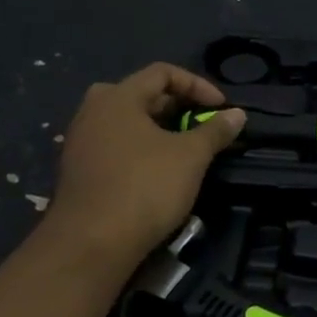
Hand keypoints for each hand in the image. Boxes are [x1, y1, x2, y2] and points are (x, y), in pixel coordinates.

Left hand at [42, 63, 243, 276]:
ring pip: (125, 122)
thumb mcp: (191, 156)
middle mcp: (93, 112)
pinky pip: (114, 145)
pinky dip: (139, 149)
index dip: (197, 84)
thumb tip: (238, 114)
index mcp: (118, 97)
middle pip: (140, 94)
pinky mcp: (78, 171)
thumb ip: (215, 130)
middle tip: (198, 124)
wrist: (91, 244)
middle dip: (175, 105)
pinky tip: (156, 172)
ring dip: (158, 129)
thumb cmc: (145, 187)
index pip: (162, 72)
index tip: (220, 108)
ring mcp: (80, 142)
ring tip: (182, 149)